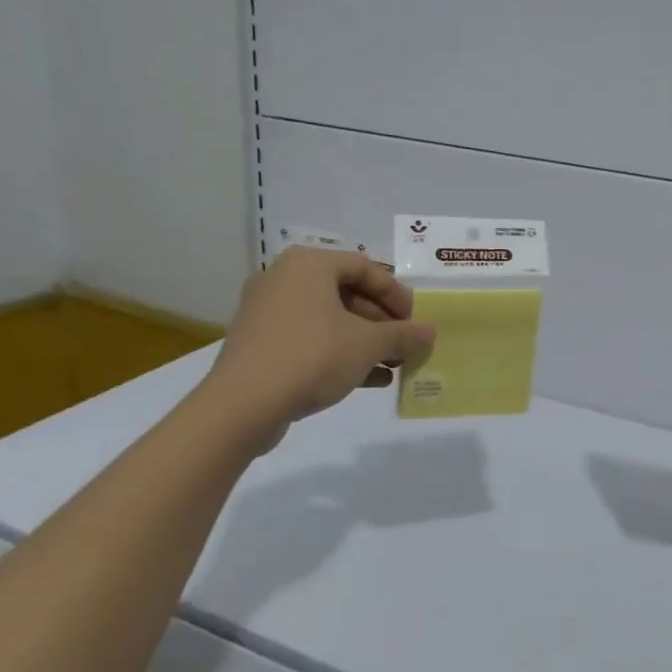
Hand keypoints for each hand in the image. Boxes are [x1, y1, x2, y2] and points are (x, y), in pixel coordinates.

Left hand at [199, 247, 434, 451]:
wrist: (242, 406)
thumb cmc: (312, 357)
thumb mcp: (368, 345)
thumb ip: (403, 335)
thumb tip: (429, 333)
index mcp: (309, 265)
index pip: (365, 267)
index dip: (396, 294)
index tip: (414, 321)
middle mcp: (284, 279)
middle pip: (346, 293)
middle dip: (381, 321)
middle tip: (403, 343)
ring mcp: (267, 312)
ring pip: (328, 319)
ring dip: (364, 340)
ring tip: (392, 365)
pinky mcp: (259, 344)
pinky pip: (309, 339)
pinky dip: (339, 353)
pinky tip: (369, 380)